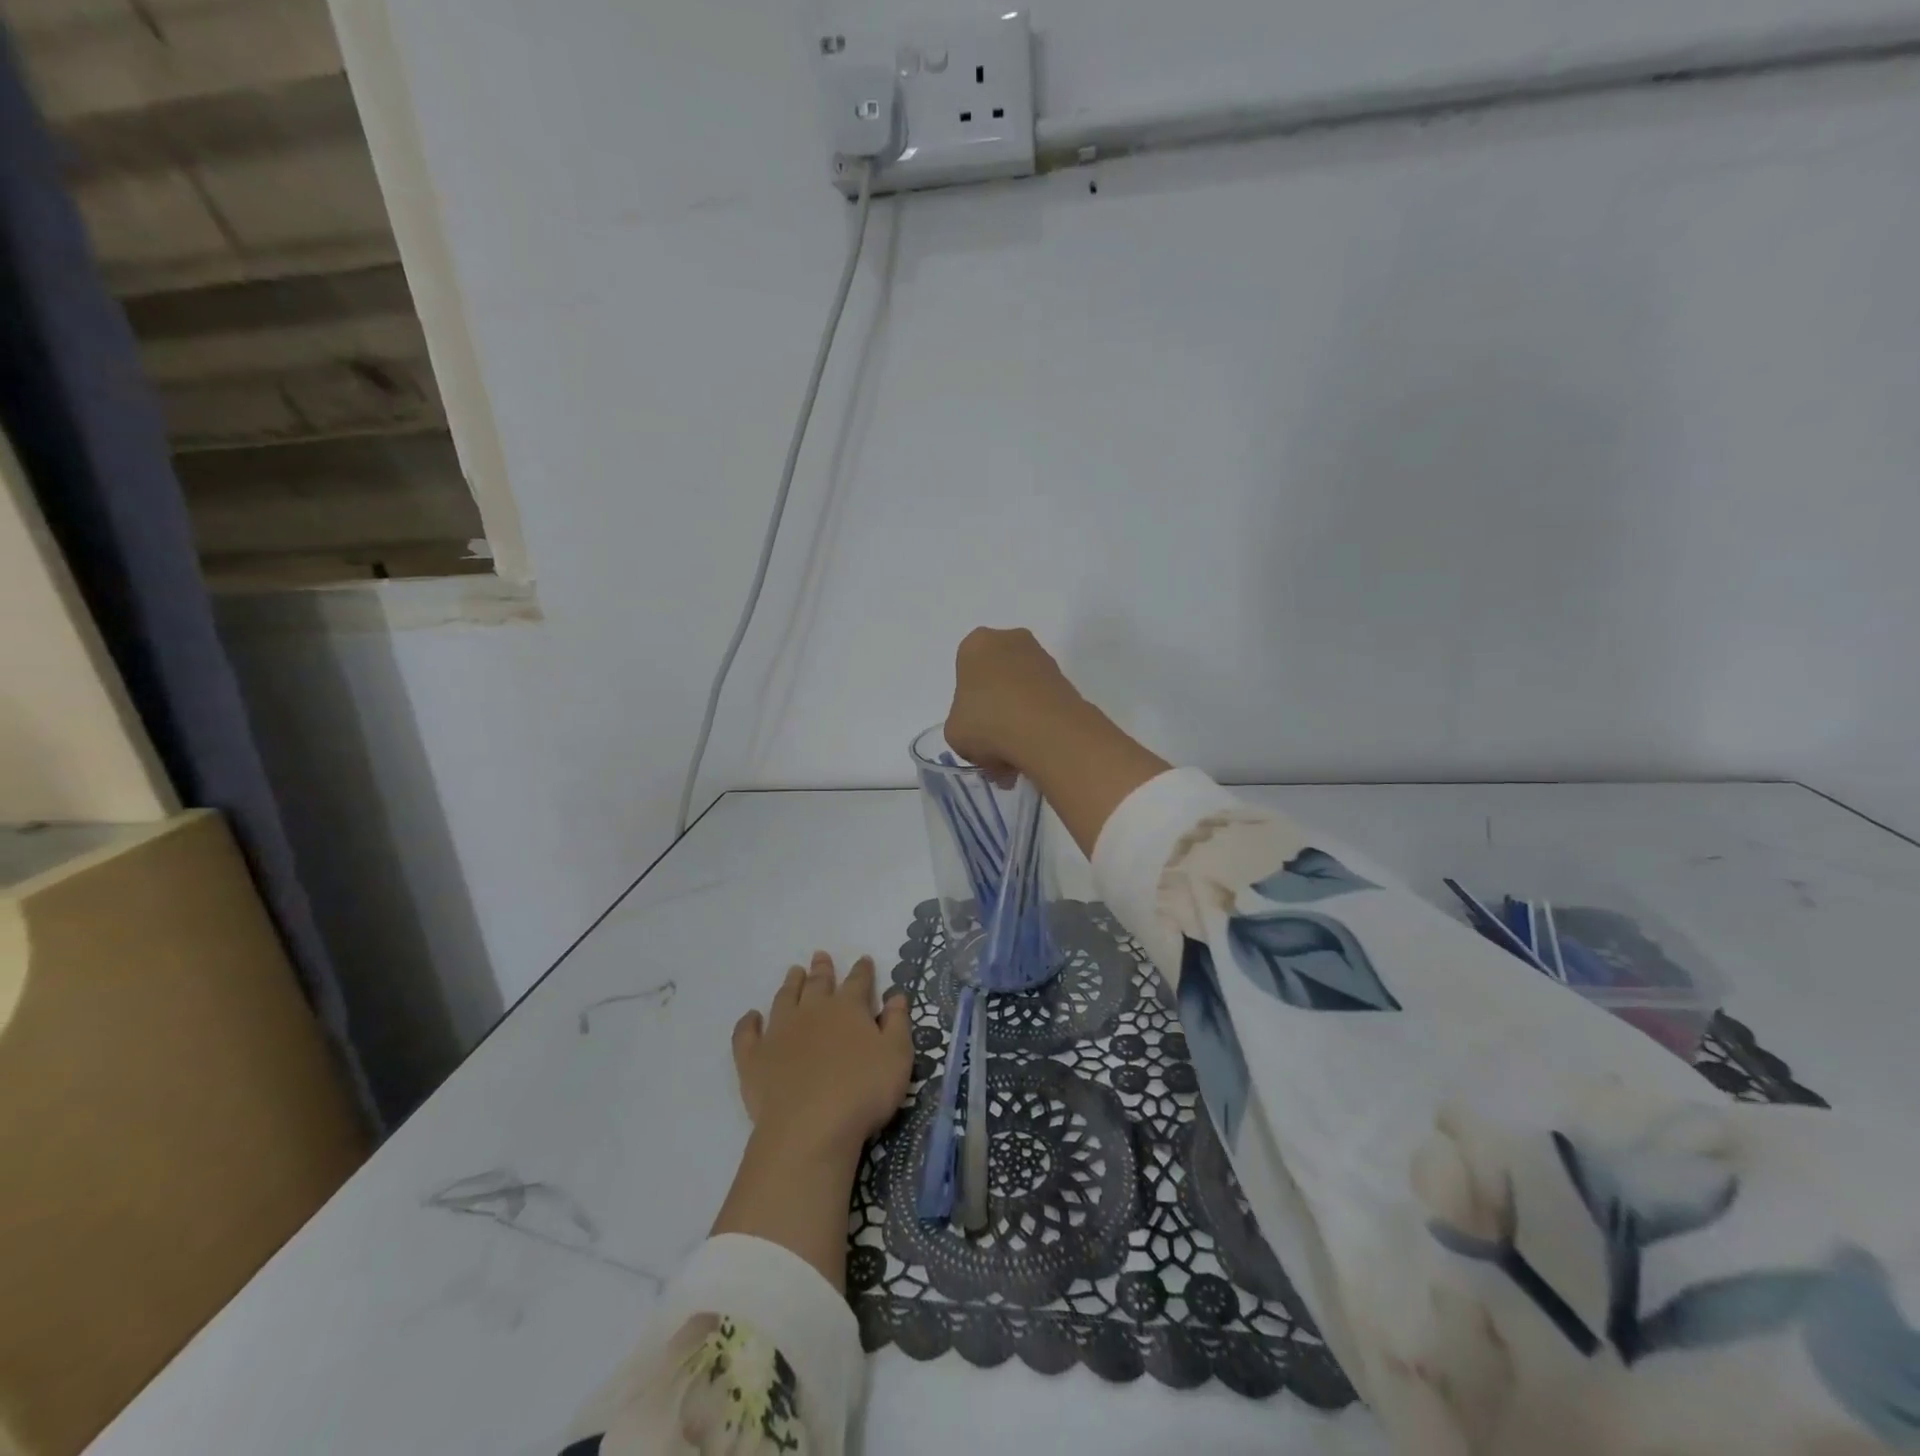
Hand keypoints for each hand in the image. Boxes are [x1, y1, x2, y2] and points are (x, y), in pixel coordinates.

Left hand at [731, 951, 912, 1163]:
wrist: (810, 1128)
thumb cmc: (862, 1091)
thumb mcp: (897, 1057)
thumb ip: (897, 1024)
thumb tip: (896, 996)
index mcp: (848, 1009)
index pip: (858, 981)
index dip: (862, 970)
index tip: (864, 960)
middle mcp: (812, 1011)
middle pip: (818, 984)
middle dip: (822, 969)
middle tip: (820, 956)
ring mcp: (779, 1033)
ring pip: (784, 999)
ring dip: (790, 984)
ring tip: (793, 972)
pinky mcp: (754, 1059)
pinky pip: (747, 1034)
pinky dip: (748, 1023)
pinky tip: (751, 1017)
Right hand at [944, 627, 1083, 780]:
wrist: (1047, 732)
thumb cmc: (988, 723)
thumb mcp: (954, 733)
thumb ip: (962, 725)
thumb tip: (982, 734)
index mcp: (975, 645)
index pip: (965, 671)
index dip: (967, 703)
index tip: (973, 727)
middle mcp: (1010, 640)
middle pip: (996, 676)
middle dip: (996, 704)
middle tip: (994, 740)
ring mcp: (1042, 657)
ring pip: (1022, 688)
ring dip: (1019, 714)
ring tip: (1016, 751)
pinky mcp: (1066, 679)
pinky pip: (1043, 700)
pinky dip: (1039, 720)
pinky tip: (1035, 747)